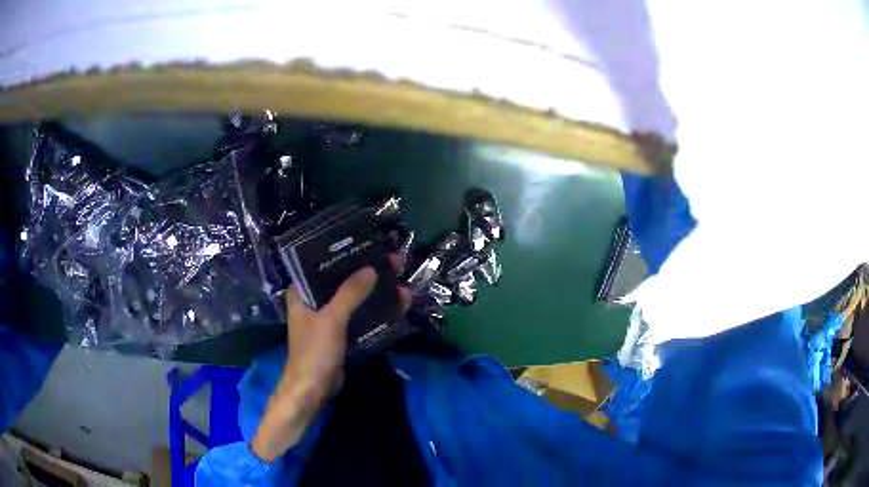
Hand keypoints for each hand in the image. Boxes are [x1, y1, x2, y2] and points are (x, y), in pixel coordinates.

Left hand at [252, 261, 409, 461]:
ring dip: (375, 292)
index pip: (322, 264)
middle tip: (394, 263)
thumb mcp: (332, 320)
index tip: (369, 246)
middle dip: (367, 272)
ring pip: (354, 298)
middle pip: (342, 280)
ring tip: (402, 283)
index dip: (345, 254)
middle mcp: (314, 301)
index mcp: (302, 292)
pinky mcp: (340, 333)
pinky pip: (359, 315)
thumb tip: (371, 270)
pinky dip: (375, 310)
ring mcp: (328, 318)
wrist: (312, 390)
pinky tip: (397, 305)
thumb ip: (349, 294)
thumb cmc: (314, 351)